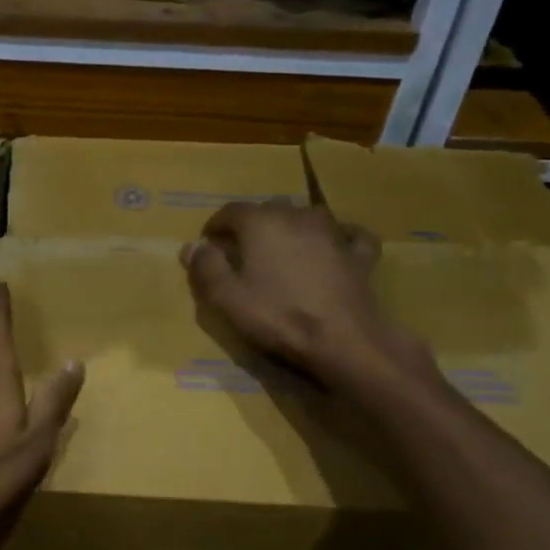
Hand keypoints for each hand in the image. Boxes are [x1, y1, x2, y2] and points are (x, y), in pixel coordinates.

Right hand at [182, 201, 419, 388]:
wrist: (342, 340)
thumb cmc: (278, 316)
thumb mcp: (227, 298)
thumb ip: (206, 268)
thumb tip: (191, 246)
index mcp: (261, 223)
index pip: (230, 211)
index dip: (215, 226)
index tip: (208, 244)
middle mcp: (296, 216)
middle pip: (267, 209)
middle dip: (251, 225)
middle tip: (241, 250)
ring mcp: (333, 232)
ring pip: (306, 215)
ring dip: (290, 226)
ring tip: (281, 248)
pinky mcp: (358, 253)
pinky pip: (349, 234)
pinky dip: (339, 235)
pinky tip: (336, 244)